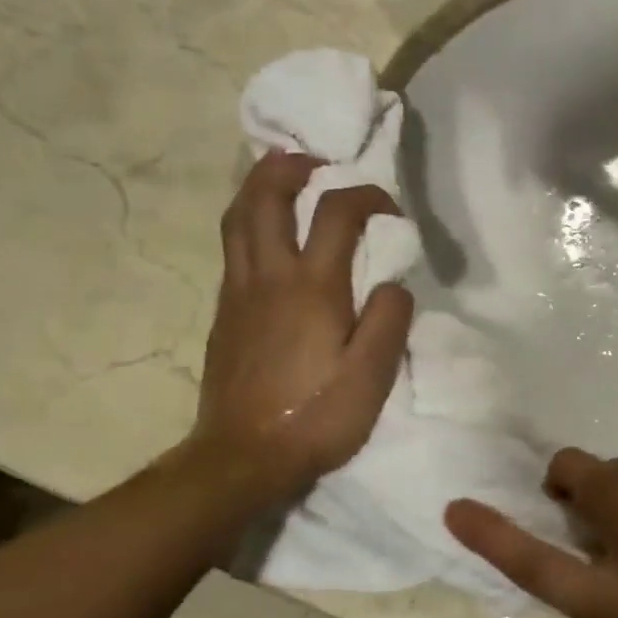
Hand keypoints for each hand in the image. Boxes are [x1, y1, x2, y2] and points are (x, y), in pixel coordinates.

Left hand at [184, 151, 413, 501]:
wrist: (242, 457)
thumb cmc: (315, 417)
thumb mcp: (372, 377)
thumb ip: (389, 320)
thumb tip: (393, 283)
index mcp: (312, 288)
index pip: (337, 213)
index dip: (367, 195)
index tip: (391, 209)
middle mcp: (268, 278)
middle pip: (265, 198)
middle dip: (288, 167)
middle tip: (315, 160)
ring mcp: (238, 293)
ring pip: (238, 219)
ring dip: (259, 187)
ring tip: (284, 179)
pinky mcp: (224, 314)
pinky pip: (233, 248)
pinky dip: (250, 222)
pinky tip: (269, 236)